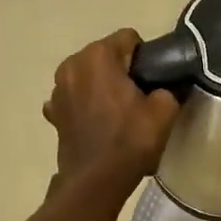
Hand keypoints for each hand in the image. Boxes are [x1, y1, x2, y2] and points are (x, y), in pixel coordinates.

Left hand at [45, 29, 179, 192]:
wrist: (96, 181)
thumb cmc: (130, 140)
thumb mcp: (165, 111)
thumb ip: (168, 87)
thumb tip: (166, 84)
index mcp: (98, 56)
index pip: (129, 38)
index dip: (145, 57)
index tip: (152, 80)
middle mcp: (72, 64)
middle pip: (105, 54)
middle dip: (121, 69)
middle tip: (138, 96)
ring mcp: (57, 88)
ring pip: (88, 74)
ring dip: (101, 85)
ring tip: (117, 110)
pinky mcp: (53, 111)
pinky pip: (74, 97)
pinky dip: (84, 104)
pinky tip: (97, 122)